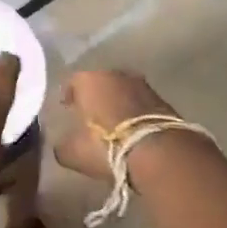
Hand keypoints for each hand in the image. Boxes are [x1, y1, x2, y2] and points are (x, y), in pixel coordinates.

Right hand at [54, 70, 177, 180]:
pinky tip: (134, 130)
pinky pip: (142, 104)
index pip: (73, 81)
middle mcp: (116, 74)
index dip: (69, 95)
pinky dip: (136, 113)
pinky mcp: (164, 100)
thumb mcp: (73, 152)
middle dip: (96, 96)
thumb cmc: (106, 146)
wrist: (158, 153)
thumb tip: (62, 144)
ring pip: (124, 91)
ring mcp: (143, 85)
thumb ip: (62, 145)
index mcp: (89, 80)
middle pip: (101, 82)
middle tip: (91, 115)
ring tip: (114, 124)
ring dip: (118, 103)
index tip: (67, 109)